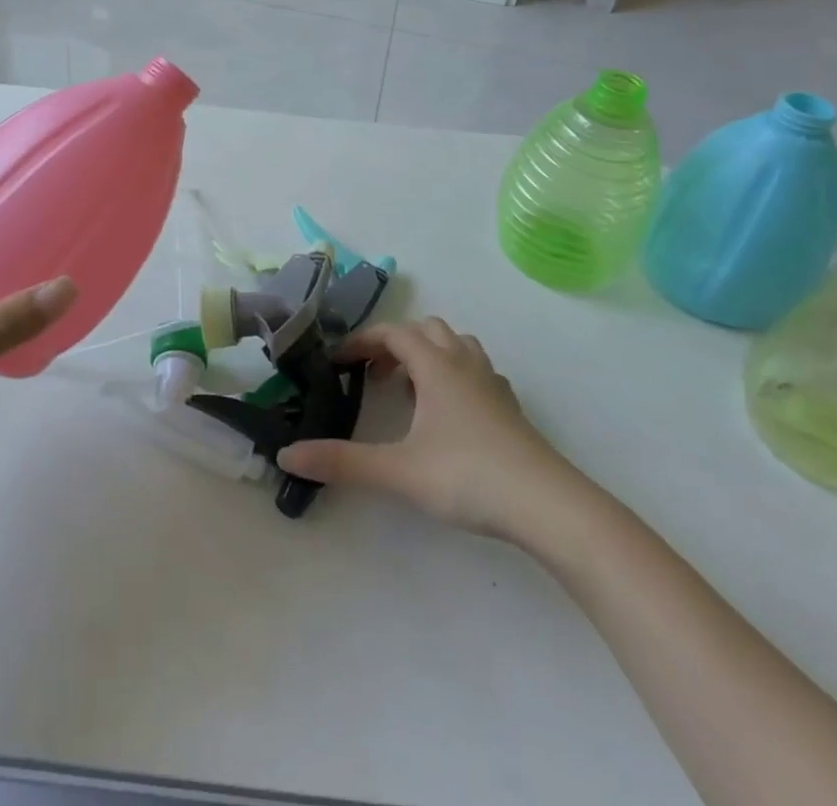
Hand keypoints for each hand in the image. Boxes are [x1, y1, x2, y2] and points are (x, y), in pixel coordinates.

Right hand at [278, 318, 605, 552]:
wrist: (549, 506)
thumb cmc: (469, 476)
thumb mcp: (398, 470)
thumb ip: (342, 462)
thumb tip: (287, 454)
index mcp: (436, 366)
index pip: (393, 333)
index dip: (362, 341)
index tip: (338, 362)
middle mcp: (464, 364)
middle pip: (426, 330)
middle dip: (395, 343)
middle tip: (374, 375)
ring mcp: (492, 384)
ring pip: (457, 346)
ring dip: (428, 354)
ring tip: (410, 388)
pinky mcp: (510, 408)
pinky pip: (477, 371)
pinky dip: (455, 375)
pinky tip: (450, 412)